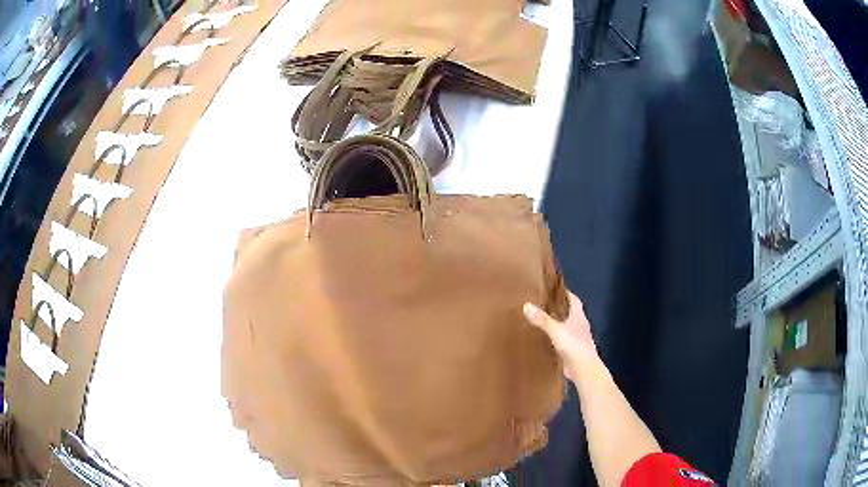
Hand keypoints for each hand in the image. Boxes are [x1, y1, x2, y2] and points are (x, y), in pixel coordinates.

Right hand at [524, 292, 598, 382]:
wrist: (584, 369)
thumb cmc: (574, 345)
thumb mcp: (556, 330)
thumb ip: (543, 319)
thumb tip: (526, 305)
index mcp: (579, 316)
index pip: (573, 300)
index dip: (565, 293)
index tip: (553, 289)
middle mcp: (580, 325)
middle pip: (570, 312)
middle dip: (559, 308)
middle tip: (543, 303)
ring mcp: (577, 339)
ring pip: (567, 326)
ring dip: (557, 323)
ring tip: (541, 320)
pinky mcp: (573, 351)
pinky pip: (563, 340)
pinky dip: (555, 338)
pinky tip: (545, 339)